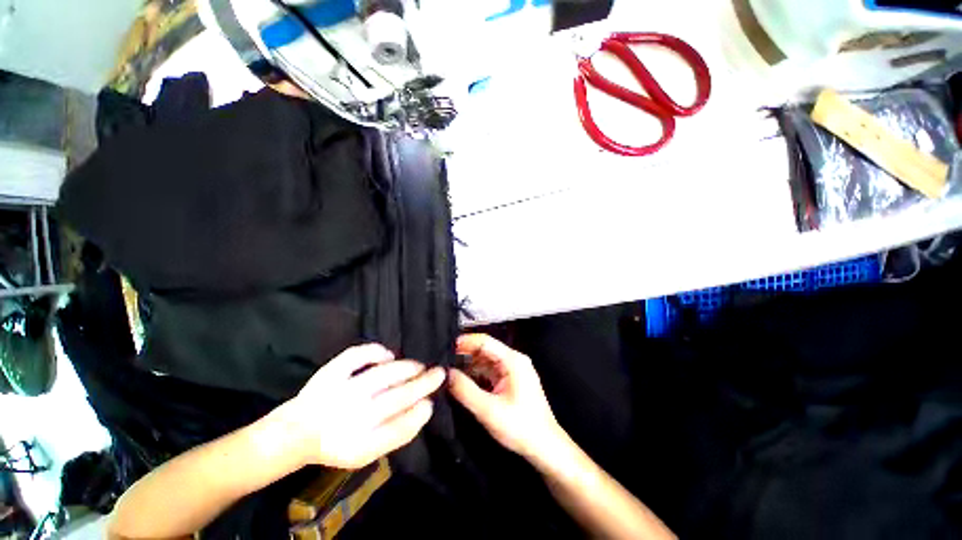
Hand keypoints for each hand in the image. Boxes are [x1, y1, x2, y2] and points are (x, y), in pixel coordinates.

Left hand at [275, 344, 445, 469]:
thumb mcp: (366, 452)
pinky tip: (388, 355)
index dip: (419, 414)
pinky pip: (356, 356)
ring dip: (407, 368)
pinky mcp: (328, 374)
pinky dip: (375, 352)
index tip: (431, 402)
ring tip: (419, 366)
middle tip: (439, 374)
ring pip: (382, 375)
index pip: (399, 429)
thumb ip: (395, 434)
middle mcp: (350, 420)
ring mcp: (339, 394)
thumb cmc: (338, 443)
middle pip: (397, 398)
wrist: (295, 434)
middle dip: (424, 384)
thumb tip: (423, 407)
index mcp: (359, 446)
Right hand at [448, 334, 566, 460]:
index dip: (465, 342)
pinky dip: (476, 374)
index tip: (445, 347)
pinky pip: (489, 371)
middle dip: (465, 354)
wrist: (545, 446)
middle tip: (442, 361)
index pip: (485, 341)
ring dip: (468, 365)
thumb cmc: (520, 427)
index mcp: (513, 360)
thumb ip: (465, 390)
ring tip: (448, 370)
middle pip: (485, 349)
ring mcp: (513, 370)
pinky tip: (462, 381)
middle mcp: (513, 360)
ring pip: (486, 360)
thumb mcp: (489, 410)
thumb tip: (445, 374)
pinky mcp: (510, 380)